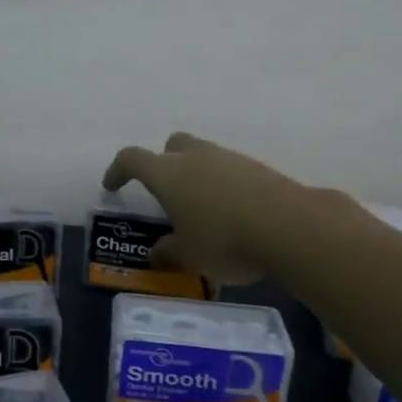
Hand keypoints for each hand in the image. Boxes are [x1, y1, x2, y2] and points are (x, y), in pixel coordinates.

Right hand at [102, 132, 338, 284]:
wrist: (289, 226)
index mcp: (167, 173)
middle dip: (164, 163)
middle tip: (166, 192)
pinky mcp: (258, 168)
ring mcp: (229, 159)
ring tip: (203, 210)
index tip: (112, 186)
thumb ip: (168, 252)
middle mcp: (195, 157)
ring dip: (198, 176)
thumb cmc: (223, 239)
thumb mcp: (188, 256)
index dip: (118, 171)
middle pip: (172, 146)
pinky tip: (234, 215)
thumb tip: (156, 253)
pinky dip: (226, 187)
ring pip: (204, 157)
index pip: (131, 159)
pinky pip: (231, 171)